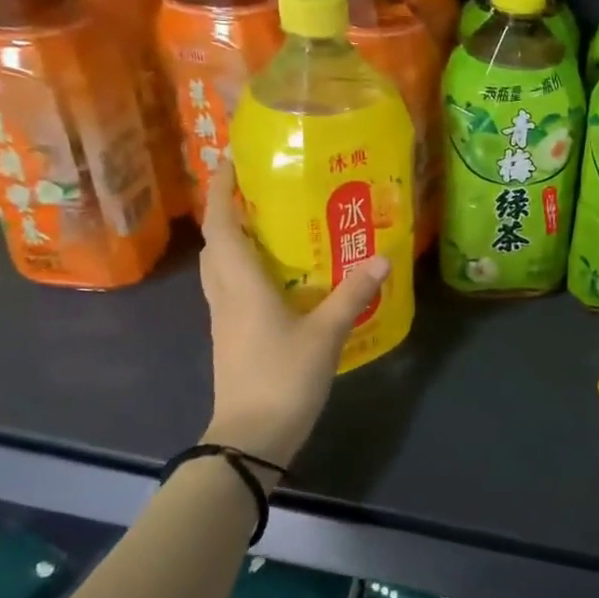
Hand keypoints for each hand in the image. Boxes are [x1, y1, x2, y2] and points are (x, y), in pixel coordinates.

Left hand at [198, 163, 389, 466]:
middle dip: (229, 212)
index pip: (222, 227)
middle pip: (216, 244)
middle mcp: (225, 295)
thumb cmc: (282, 377)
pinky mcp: (232, 338)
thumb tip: (382, 257)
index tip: (230, 160)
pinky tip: (276, 277)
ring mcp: (224, 319)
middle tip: (260, 192)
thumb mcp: (325, 334)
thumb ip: (352, 294)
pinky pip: (232, 290)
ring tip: (268, 226)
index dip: (222, 191)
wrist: (251, 437)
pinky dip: (244, 271)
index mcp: (241, 285)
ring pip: (220, 268)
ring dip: (234, 241)